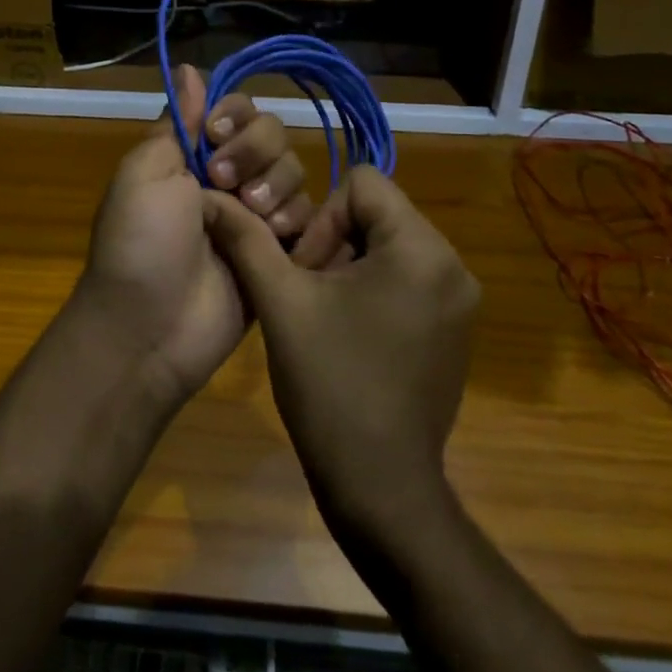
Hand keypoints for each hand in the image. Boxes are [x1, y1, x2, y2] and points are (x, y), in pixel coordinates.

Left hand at [76, 66, 312, 406]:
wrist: (149, 328)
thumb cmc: (140, 243)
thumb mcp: (144, 173)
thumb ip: (176, 122)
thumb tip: (188, 67)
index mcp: (193, 155)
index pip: (236, 110)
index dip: (236, 115)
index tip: (218, 134)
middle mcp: (228, 178)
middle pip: (273, 135)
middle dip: (256, 152)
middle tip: (225, 184)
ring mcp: (255, 216)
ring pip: (294, 173)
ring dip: (275, 188)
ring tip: (252, 219)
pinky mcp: (279, 253)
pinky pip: (309, 218)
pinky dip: (295, 223)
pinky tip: (276, 241)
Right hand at [204, 167, 479, 539]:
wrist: (380, 488)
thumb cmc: (330, 386)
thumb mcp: (280, 302)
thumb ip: (247, 239)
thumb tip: (211, 199)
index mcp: (420, 248)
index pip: (363, 183)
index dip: (322, 217)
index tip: (306, 270)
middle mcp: (453, 265)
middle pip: (378, 213)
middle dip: (334, 243)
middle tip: (309, 295)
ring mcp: (460, 301)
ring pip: (390, 245)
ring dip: (350, 266)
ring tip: (325, 316)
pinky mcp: (456, 329)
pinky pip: (408, 277)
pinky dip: (374, 289)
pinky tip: (350, 335)